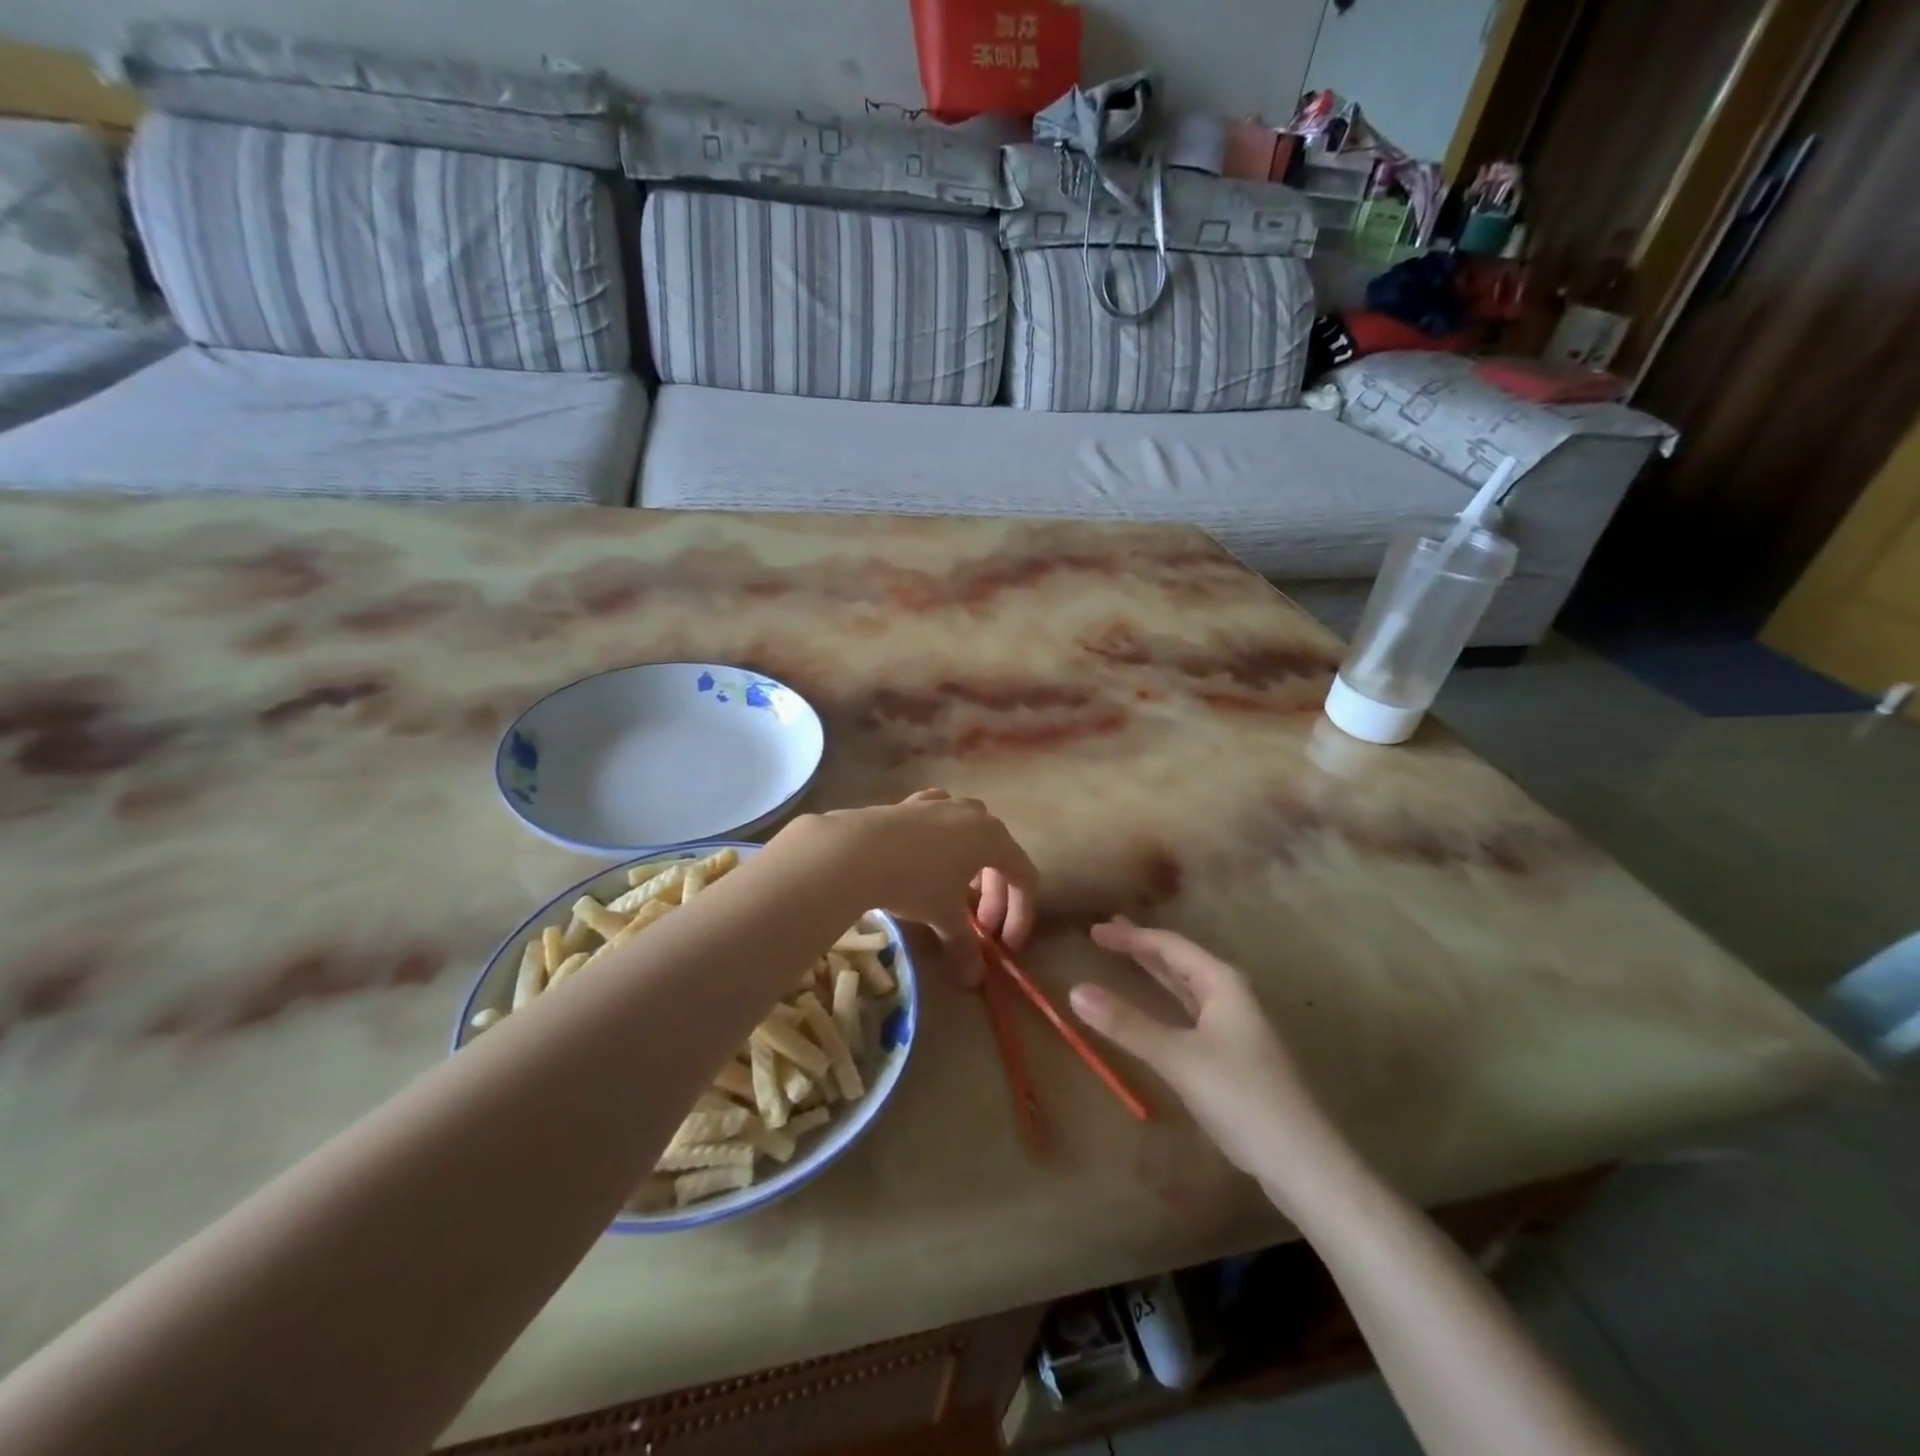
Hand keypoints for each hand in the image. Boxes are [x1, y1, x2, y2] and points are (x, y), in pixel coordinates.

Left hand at [781, 790, 1037, 987]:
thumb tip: (973, 979)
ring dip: (972, 866)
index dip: (1022, 914)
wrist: (856, 850)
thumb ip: (964, 946)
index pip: (1024, 877)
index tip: (1006, 945)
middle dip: (994, 897)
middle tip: (980, 930)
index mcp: (994, 839)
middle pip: (1000, 856)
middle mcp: (975, 815)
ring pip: (971, 833)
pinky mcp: (913, 803)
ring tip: (956, 892)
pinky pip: (940, 820)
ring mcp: (942, 804)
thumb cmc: (914, 881)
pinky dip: (943, 839)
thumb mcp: (944, 917)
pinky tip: (929, 853)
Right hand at [1070, 918, 1340, 1191]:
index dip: (1131, 936)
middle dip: (1143, 947)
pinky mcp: (1233, 1055)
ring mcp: (1235, 1026)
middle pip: (1180, 961)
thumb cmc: (1241, 1096)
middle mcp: (1231, 995)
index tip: (1095, 930)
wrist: (1301, 1161)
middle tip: (1106, 933)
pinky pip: (1190, 1012)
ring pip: (1187, 987)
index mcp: (1222, 983)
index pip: (1170, 946)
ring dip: (1155, 972)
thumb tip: (1075, 990)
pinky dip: (1166, 1002)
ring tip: (1126, 958)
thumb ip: (1127, 1024)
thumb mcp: (1178, 1057)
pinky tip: (1157, 1008)